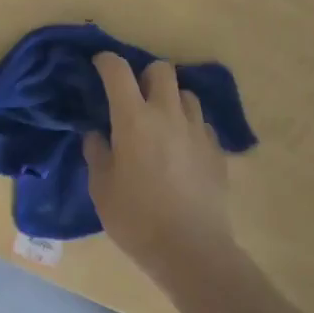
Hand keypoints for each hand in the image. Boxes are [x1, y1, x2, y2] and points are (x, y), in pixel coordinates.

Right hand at [82, 52, 236, 281]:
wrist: (192, 251)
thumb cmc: (136, 219)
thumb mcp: (101, 189)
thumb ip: (97, 154)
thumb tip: (97, 135)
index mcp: (133, 119)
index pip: (118, 71)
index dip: (106, 61)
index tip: (99, 65)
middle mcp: (167, 114)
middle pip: (161, 70)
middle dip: (145, 75)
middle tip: (135, 97)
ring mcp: (197, 131)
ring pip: (186, 94)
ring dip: (170, 100)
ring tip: (161, 122)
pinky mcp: (217, 151)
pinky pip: (202, 124)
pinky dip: (189, 127)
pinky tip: (182, 149)